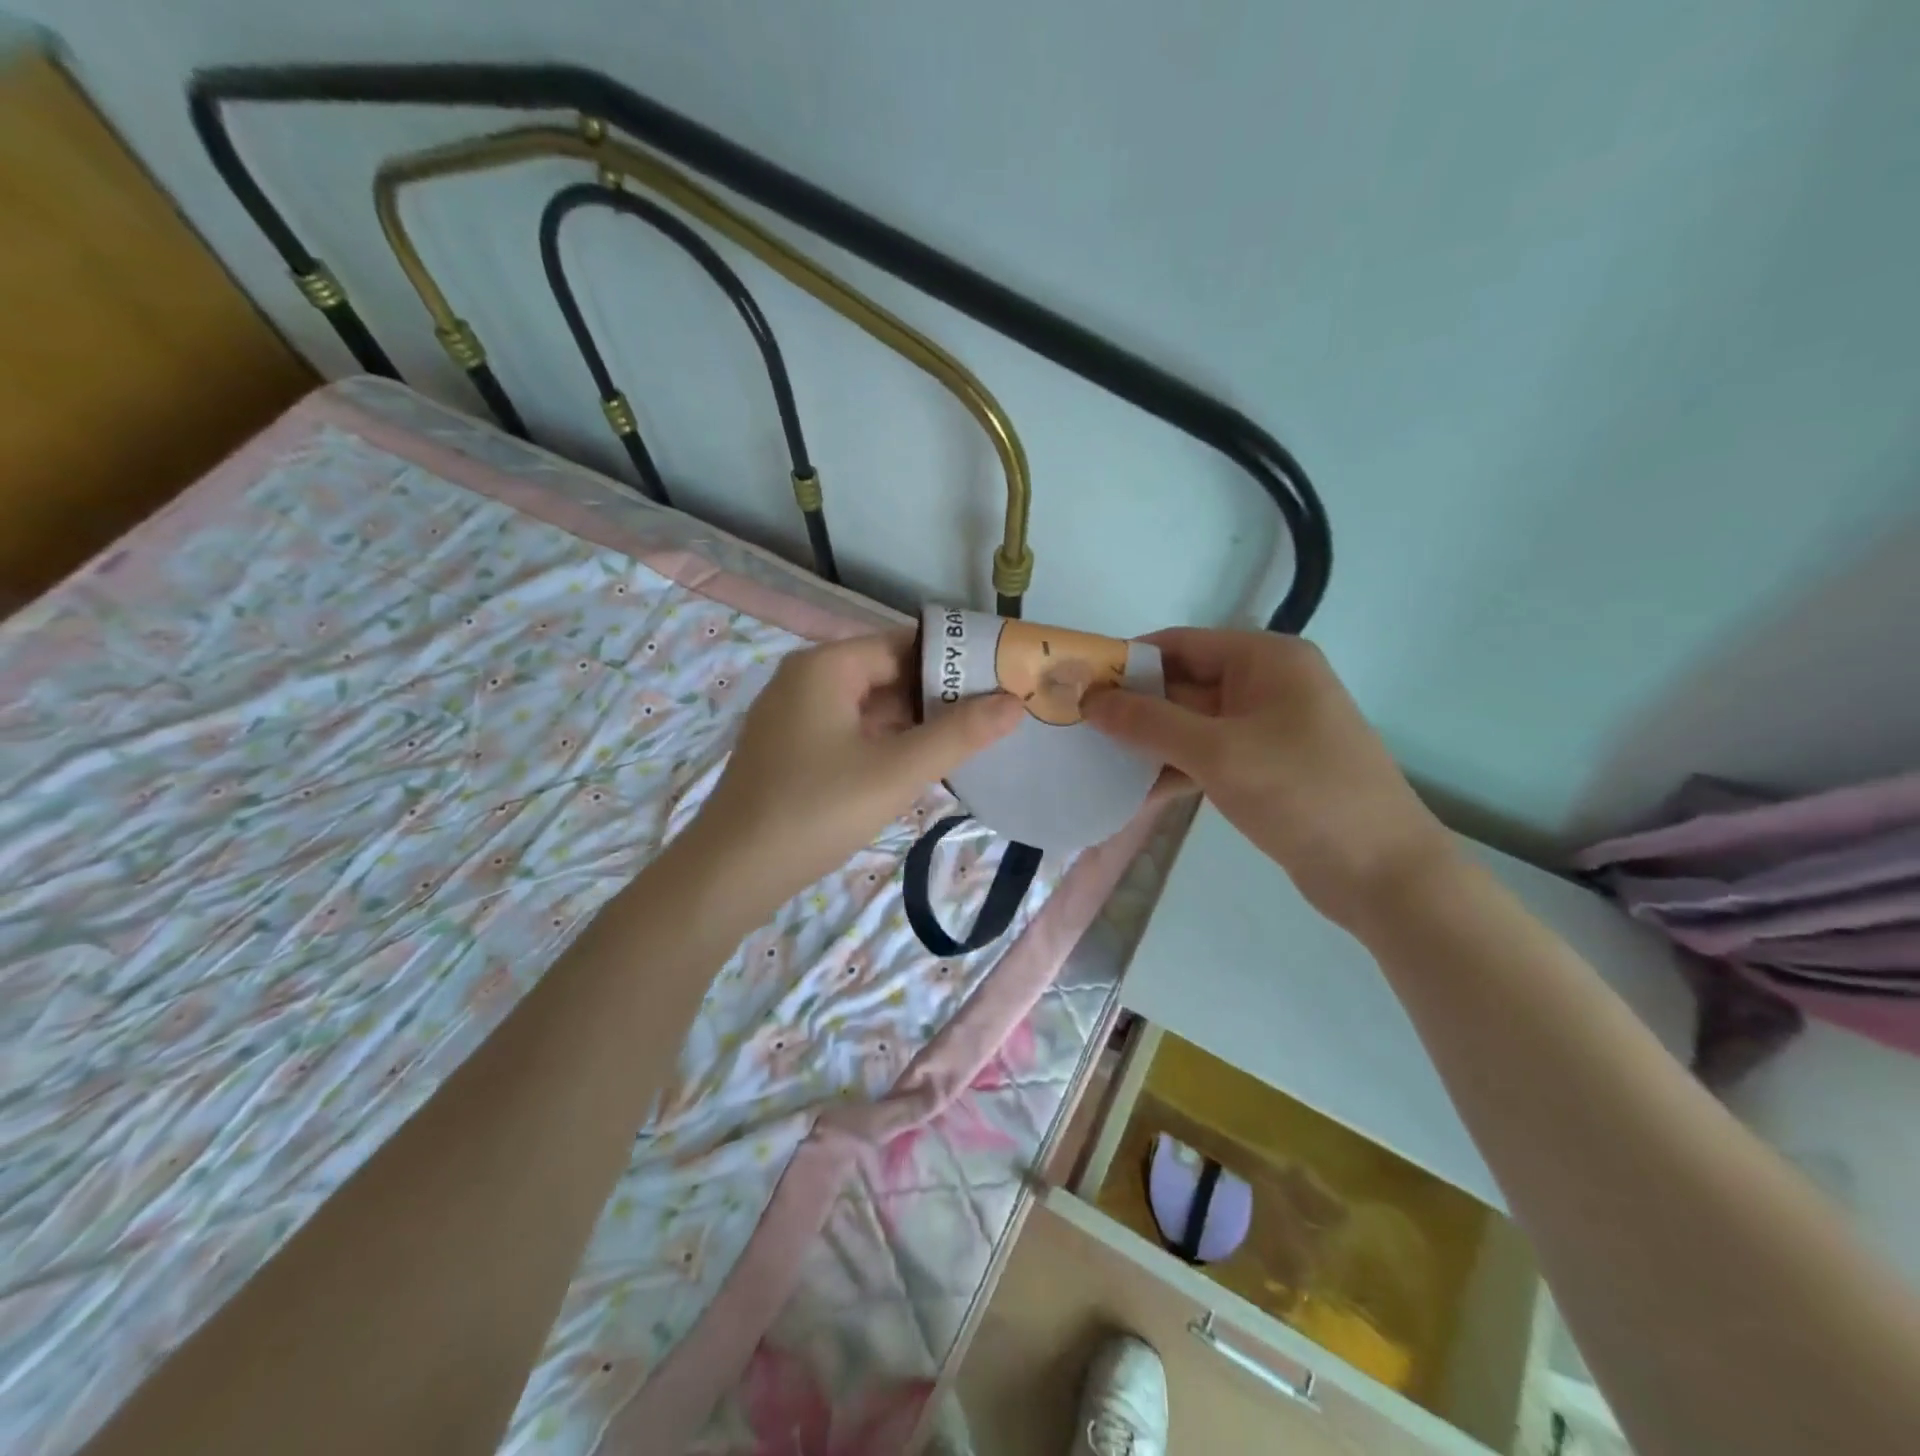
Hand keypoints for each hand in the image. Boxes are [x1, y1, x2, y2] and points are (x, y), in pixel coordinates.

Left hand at [680, 631, 1022, 916]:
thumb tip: (1013, 701)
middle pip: (886, 673)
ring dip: (913, 722)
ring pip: (868, 706)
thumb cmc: (817, 810)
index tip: (1000, 681)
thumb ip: (959, 734)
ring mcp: (794, 716)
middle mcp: (806, 679)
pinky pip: (849, 731)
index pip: (905, 644)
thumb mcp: (896, 771)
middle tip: (992, 717)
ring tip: (966, 742)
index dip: (954, 660)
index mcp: (827, 666)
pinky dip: (884, 742)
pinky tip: (916, 765)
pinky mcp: (791, 750)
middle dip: (937, 695)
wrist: (732, 872)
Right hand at [1083, 628, 1450, 925]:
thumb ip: (1148, 722)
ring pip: (1192, 724)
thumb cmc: (1301, 793)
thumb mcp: (1217, 752)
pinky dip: (1175, 770)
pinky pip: (1209, 756)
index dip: (1126, 661)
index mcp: (1266, 660)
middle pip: (1184, 683)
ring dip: (1149, 743)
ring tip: (1095, 761)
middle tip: (1076, 728)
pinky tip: (1135, 794)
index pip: (1179, 644)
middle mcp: (1268, 684)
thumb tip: (1088, 698)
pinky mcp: (1267, 768)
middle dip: (1133, 707)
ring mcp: (1269, 729)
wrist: (1383, 873)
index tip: (1077, 685)